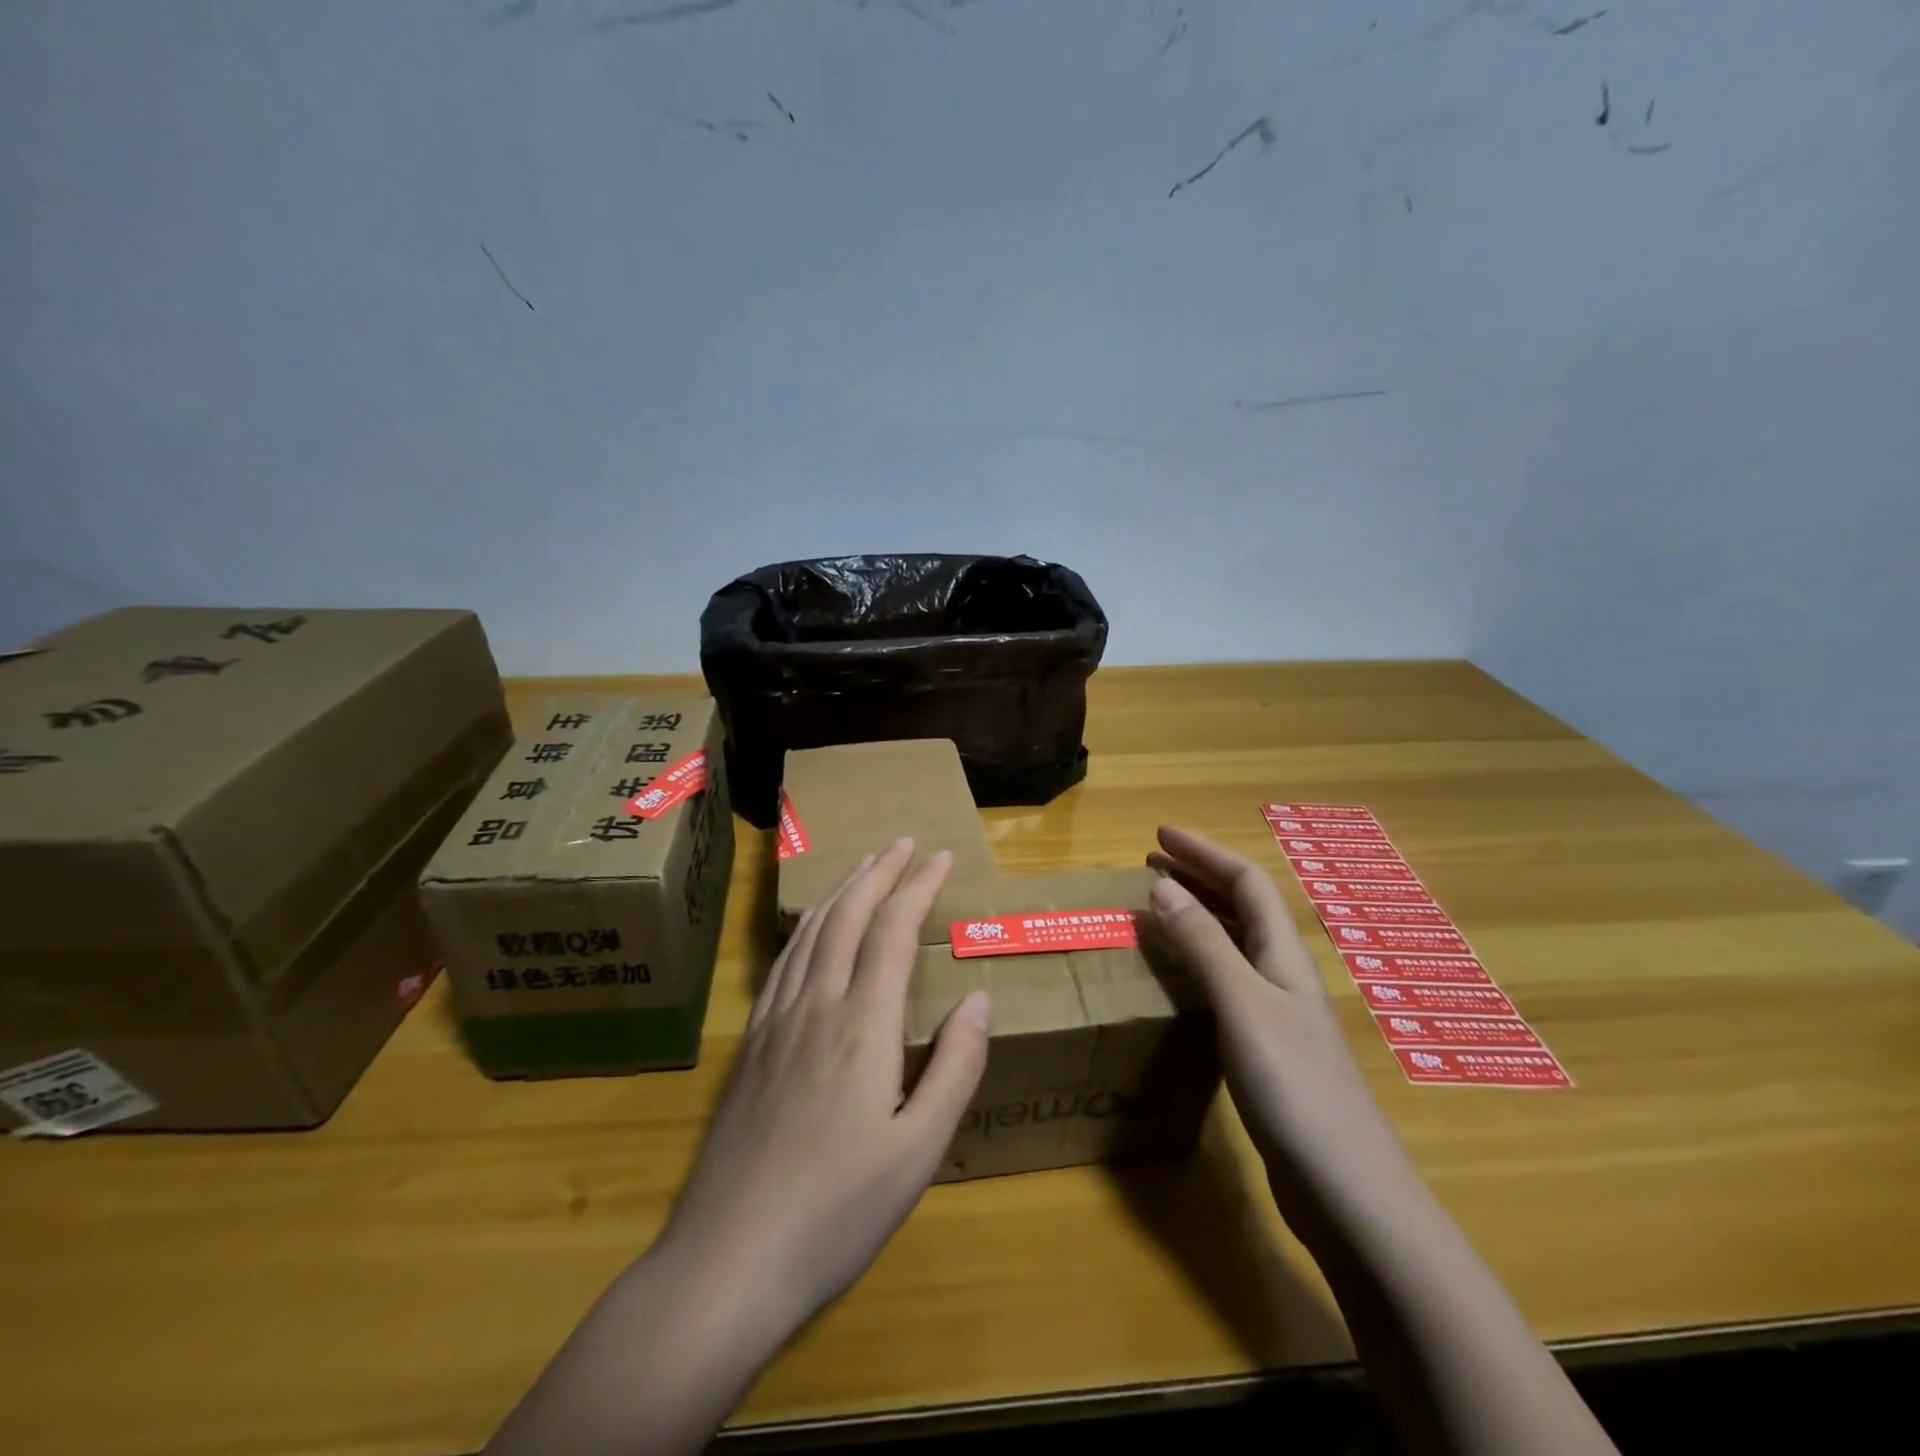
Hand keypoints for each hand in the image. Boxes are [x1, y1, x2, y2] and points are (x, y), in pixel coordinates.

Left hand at [656, 836, 991, 1336]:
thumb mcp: (919, 1152)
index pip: (892, 931)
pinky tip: (812, 926)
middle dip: (878, 873)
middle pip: (847, 917)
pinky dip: (807, 927)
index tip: (939, 856)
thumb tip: (978, 998)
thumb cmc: (838, 1211)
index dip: (917, 887)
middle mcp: (817, 1005)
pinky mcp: (752, 1043)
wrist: (730, 1259)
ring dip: (841, 891)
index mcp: (863, 1026)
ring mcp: (777, 1021)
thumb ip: (955, 1068)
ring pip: (811, 932)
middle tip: (902, 843)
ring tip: (863, 865)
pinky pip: (784, 962)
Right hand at [1145, 826, 1415, 1229]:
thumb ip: (1203, 943)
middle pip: (1242, 907)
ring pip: (1234, 944)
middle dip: (1198, 877)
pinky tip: (1176, 978)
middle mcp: (1282, 973)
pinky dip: (1197, 961)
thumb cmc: (1294, 1084)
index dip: (1205, 852)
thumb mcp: (1242, 1003)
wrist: (1345, 1188)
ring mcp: (1278, 1013)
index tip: (1160, 835)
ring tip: (1156, 908)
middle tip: (1150, 864)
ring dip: (1197, 916)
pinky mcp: (1266, 1048)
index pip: (1246, 881)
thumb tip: (1162, 885)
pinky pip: (1225, 982)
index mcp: (1282, 953)